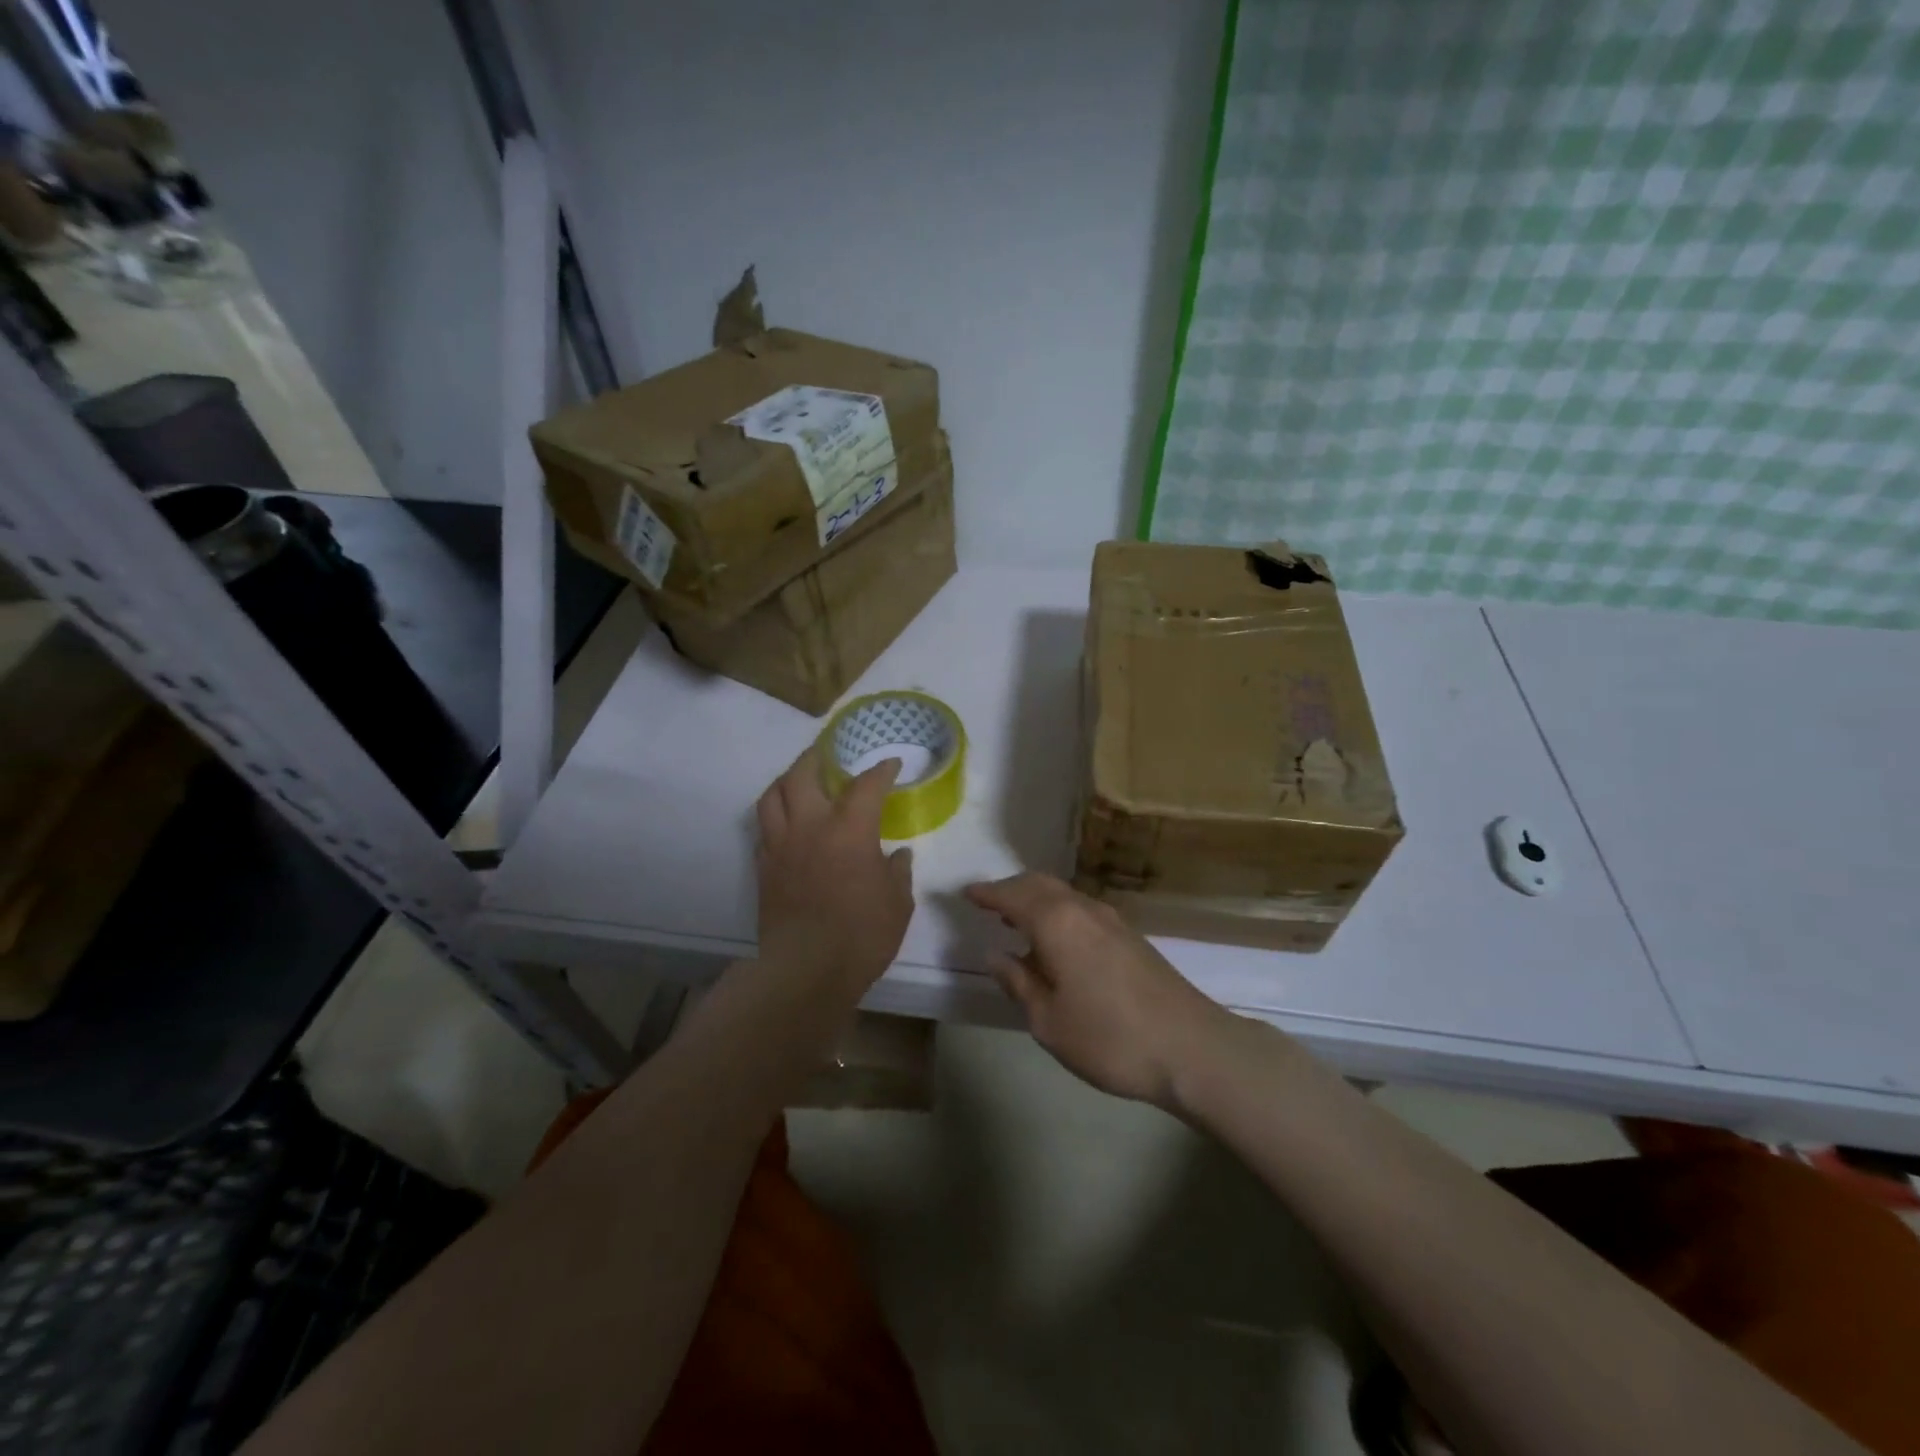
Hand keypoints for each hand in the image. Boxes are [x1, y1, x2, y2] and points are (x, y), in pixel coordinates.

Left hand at [755, 747, 914, 1000]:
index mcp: (850, 830)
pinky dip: (775, 816)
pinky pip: (764, 828)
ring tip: (798, 779)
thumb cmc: (862, 935)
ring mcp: (781, 846)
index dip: (881, 771)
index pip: (867, 785)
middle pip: (803, 774)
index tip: (891, 765)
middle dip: (816, 757)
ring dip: (787, 780)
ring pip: (772, 796)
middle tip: (827, 753)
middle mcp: (810, 827)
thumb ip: (897, 873)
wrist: (806, 970)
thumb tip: (898, 856)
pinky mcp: (764, 868)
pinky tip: (786, 823)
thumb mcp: (897, 904)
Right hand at [964, 873, 1227, 1107]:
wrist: (1192, 1048)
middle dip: (1011, 889)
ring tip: (1016, 921)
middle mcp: (1083, 909)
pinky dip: (1058, 912)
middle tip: (988, 903)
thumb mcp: (1049, 1021)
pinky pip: (1081, 909)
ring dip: (1036, 899)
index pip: (1012, 895)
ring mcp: (1112, 920)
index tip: (965, 893)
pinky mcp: (1131, 936)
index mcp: (1057, 922)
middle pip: (1040, 884)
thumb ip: (1018, 982)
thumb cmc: (1110, 1038)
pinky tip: (1055, 942)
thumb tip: (994, 954)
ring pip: (1063, 894)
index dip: (986, 893)